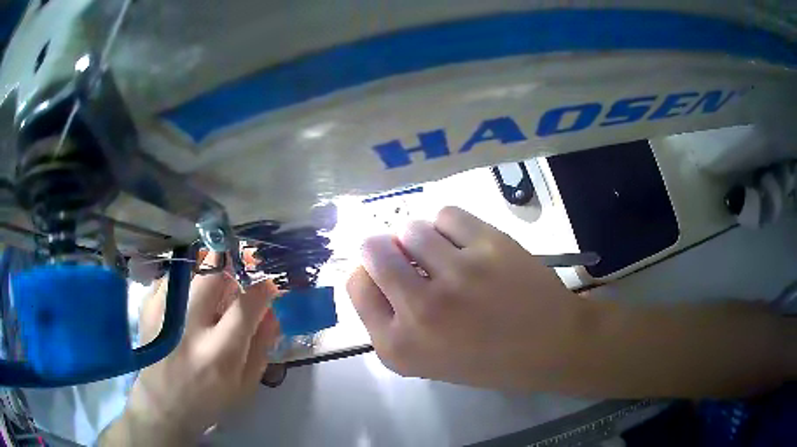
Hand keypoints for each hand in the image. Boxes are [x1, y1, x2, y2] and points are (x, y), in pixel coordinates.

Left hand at [101, 253, 279, 445]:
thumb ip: (261, 345)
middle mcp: (188, 328)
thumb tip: (270, 309)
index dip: (262, 290)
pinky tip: (185, 308)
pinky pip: (173, 277)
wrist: (162, 404)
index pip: (245, 306)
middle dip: (230, 272)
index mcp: (219, 354)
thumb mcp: (245, 384)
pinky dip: (186, 285)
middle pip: (213, 275)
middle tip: (233, 287)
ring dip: (207, 279)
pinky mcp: (147, 305)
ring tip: (207, 302)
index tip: (268, 287)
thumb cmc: (209, 400)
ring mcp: (163, 313)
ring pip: (192, 271)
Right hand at [347, 206, 591, 390]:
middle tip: (405, 253)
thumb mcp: (427, 360)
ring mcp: (457, 274)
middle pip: (374, 249)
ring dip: (418, 236)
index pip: (356, 285)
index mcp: (399, 346)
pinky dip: (448, 224)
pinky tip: (462, 241)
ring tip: (440, 251)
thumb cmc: (488, 360)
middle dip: (383, 247)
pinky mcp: (488, 246)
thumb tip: (376, 269)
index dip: (367, 272)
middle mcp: (420, 309)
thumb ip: (393, 323)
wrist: (550, 346)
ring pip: (410, 228)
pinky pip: (446, 214)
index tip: (385, 271)